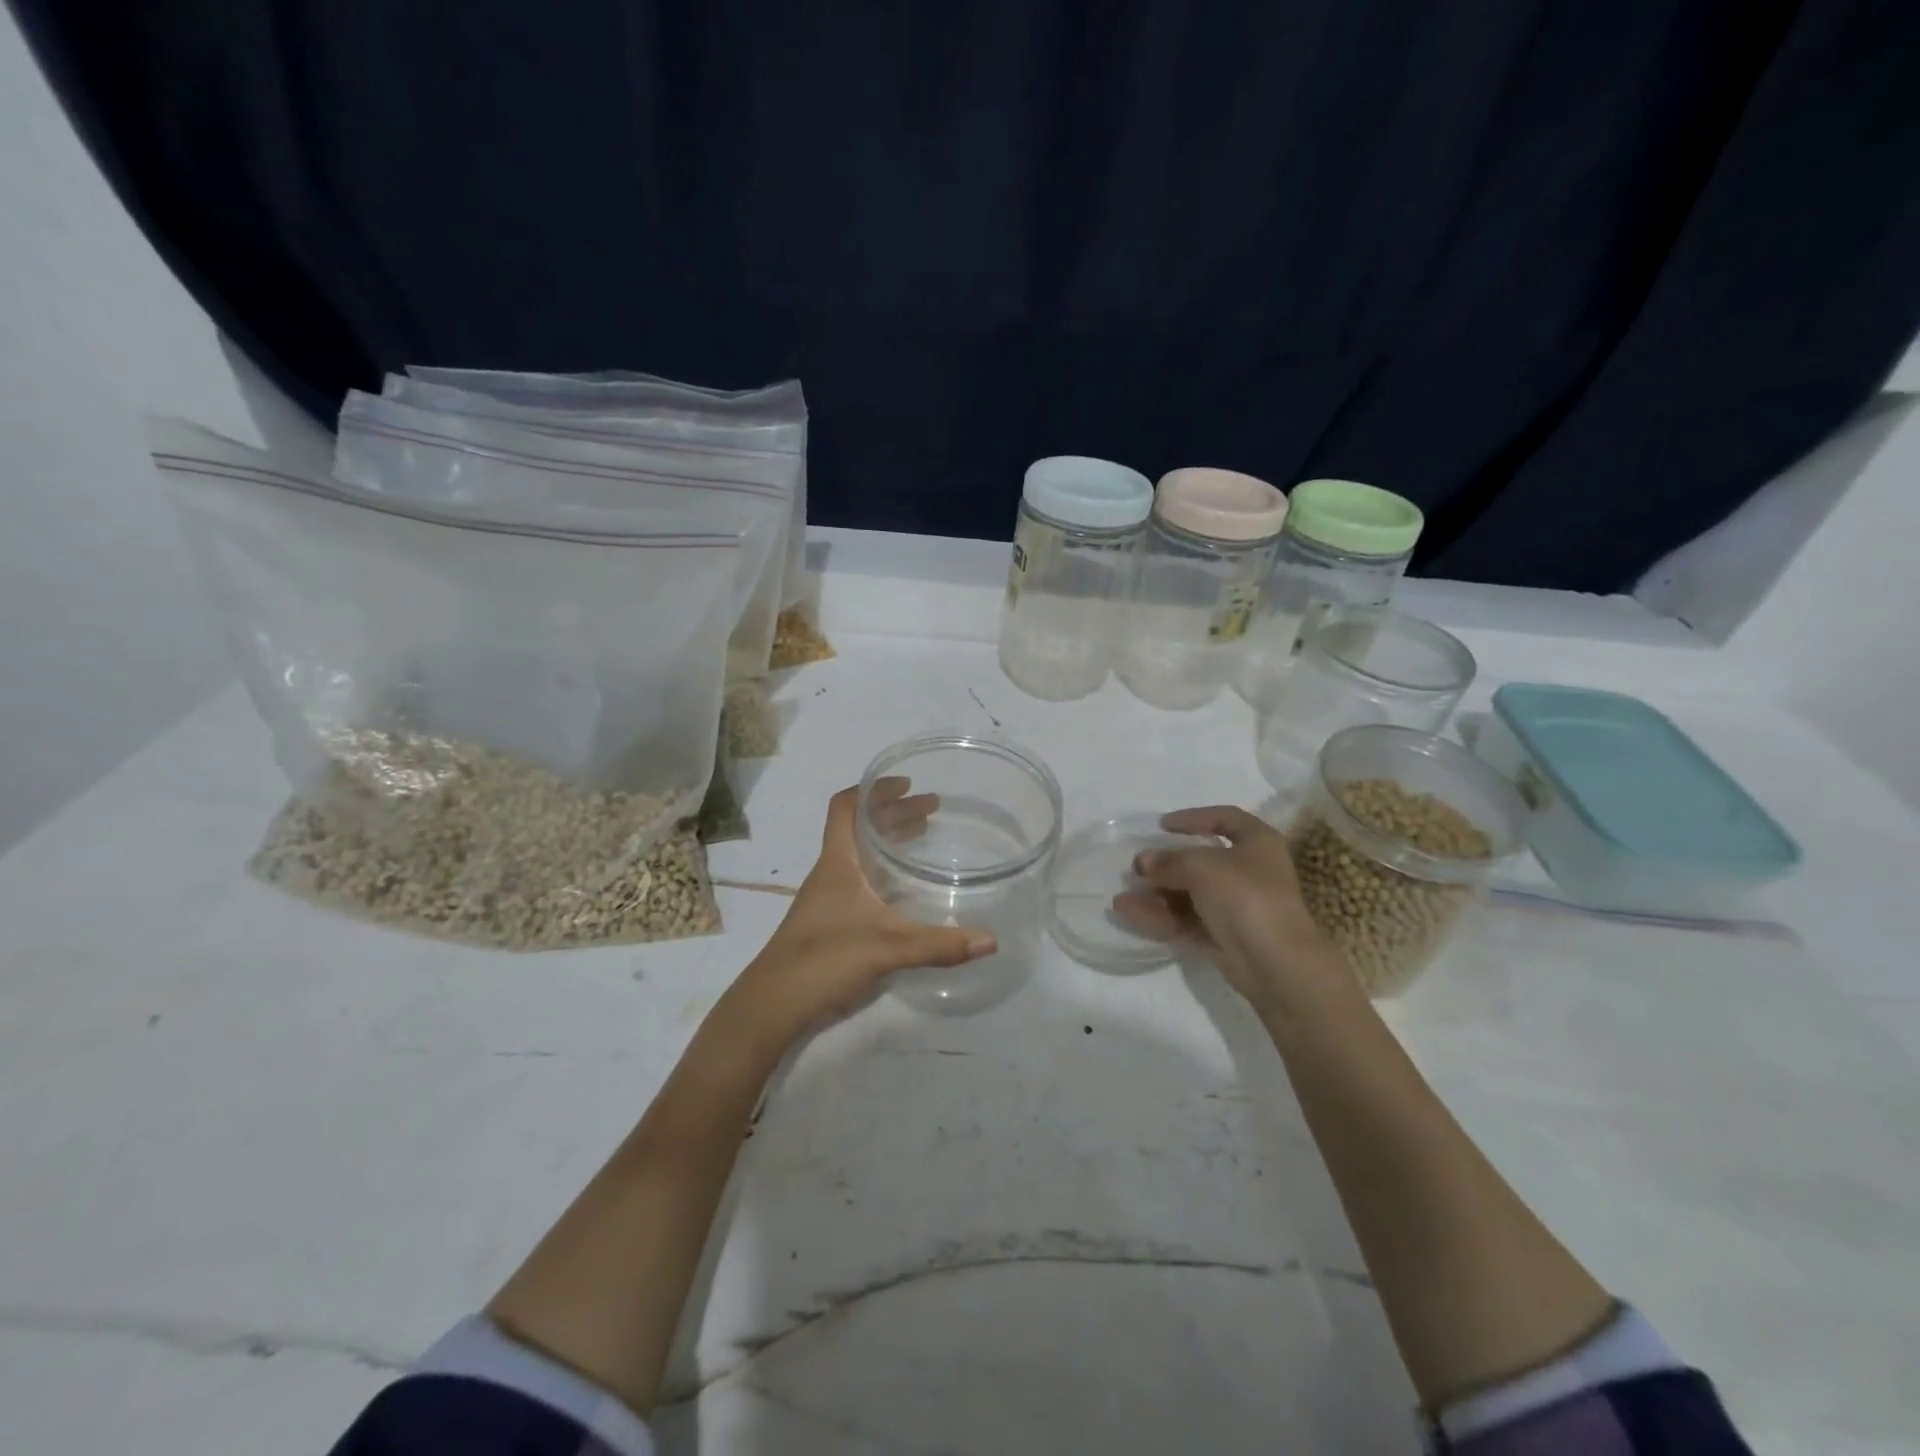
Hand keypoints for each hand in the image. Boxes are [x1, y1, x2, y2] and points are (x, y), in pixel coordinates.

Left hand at [723, 781, 995, 1044]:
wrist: (772, 1005)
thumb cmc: (824, 960)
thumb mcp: (888, 949)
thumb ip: (938, 945)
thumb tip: (991, 941)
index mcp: (837, 863)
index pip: (845, 807)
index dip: (873, 789)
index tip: (906, 783)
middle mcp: (830, 872)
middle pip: (859, 828)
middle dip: (894, 813)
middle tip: (932, 810)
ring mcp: (826, 898)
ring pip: (859, 854)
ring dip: (888, 840)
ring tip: (922, 836)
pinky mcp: (828, 921)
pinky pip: (859, 879)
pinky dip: (882, 870)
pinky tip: (903, 889)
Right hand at [1113, 805, 1342, 1012]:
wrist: (1275, 963)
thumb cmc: (1246, 897)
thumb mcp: (1202, 867)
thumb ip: (1169, 861)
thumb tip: (1143, 861)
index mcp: (1257, 843)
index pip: (1225, 819)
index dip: (1194, 818)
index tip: (1162, 825)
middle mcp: (1250, 871)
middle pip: (1202, 861)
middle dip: (1166, 865)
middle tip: (1138, 867)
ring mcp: (1237, 906)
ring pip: (1190, 894)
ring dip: (1156, 894)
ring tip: (1122, 897)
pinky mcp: (1225, 936)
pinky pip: (1187, 920)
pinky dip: (1160, 916)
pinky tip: (1129, 913)